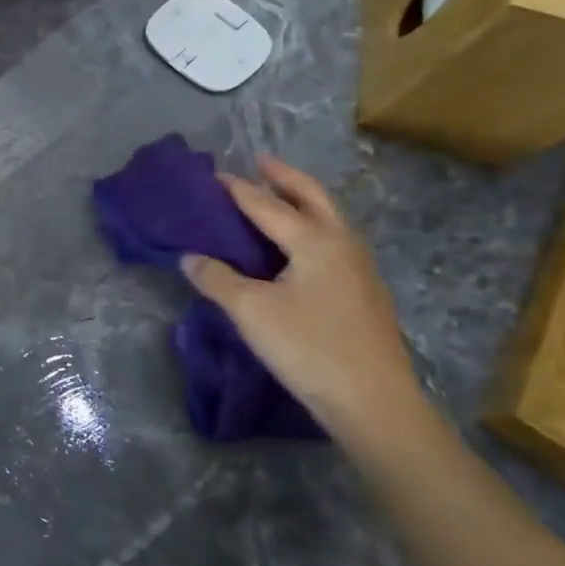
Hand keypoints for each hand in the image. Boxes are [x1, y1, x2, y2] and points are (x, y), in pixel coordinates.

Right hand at [180, 156, 429, 448]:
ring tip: (277, 197)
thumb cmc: (308, 348)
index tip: (212, 175)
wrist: (374, 403)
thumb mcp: (250, 311)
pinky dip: (312, 227)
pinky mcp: (365, 294)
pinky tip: (298, 246)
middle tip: (260, 161)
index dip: (237, 189)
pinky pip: (334, 242)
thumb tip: (190, 258)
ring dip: (302, 201)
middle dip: (285, 178)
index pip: (267, 205)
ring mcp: (360, 270)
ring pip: (330, 219)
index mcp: (315, 242)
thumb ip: (216, 278)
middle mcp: (343, 245)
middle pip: (314, 198)